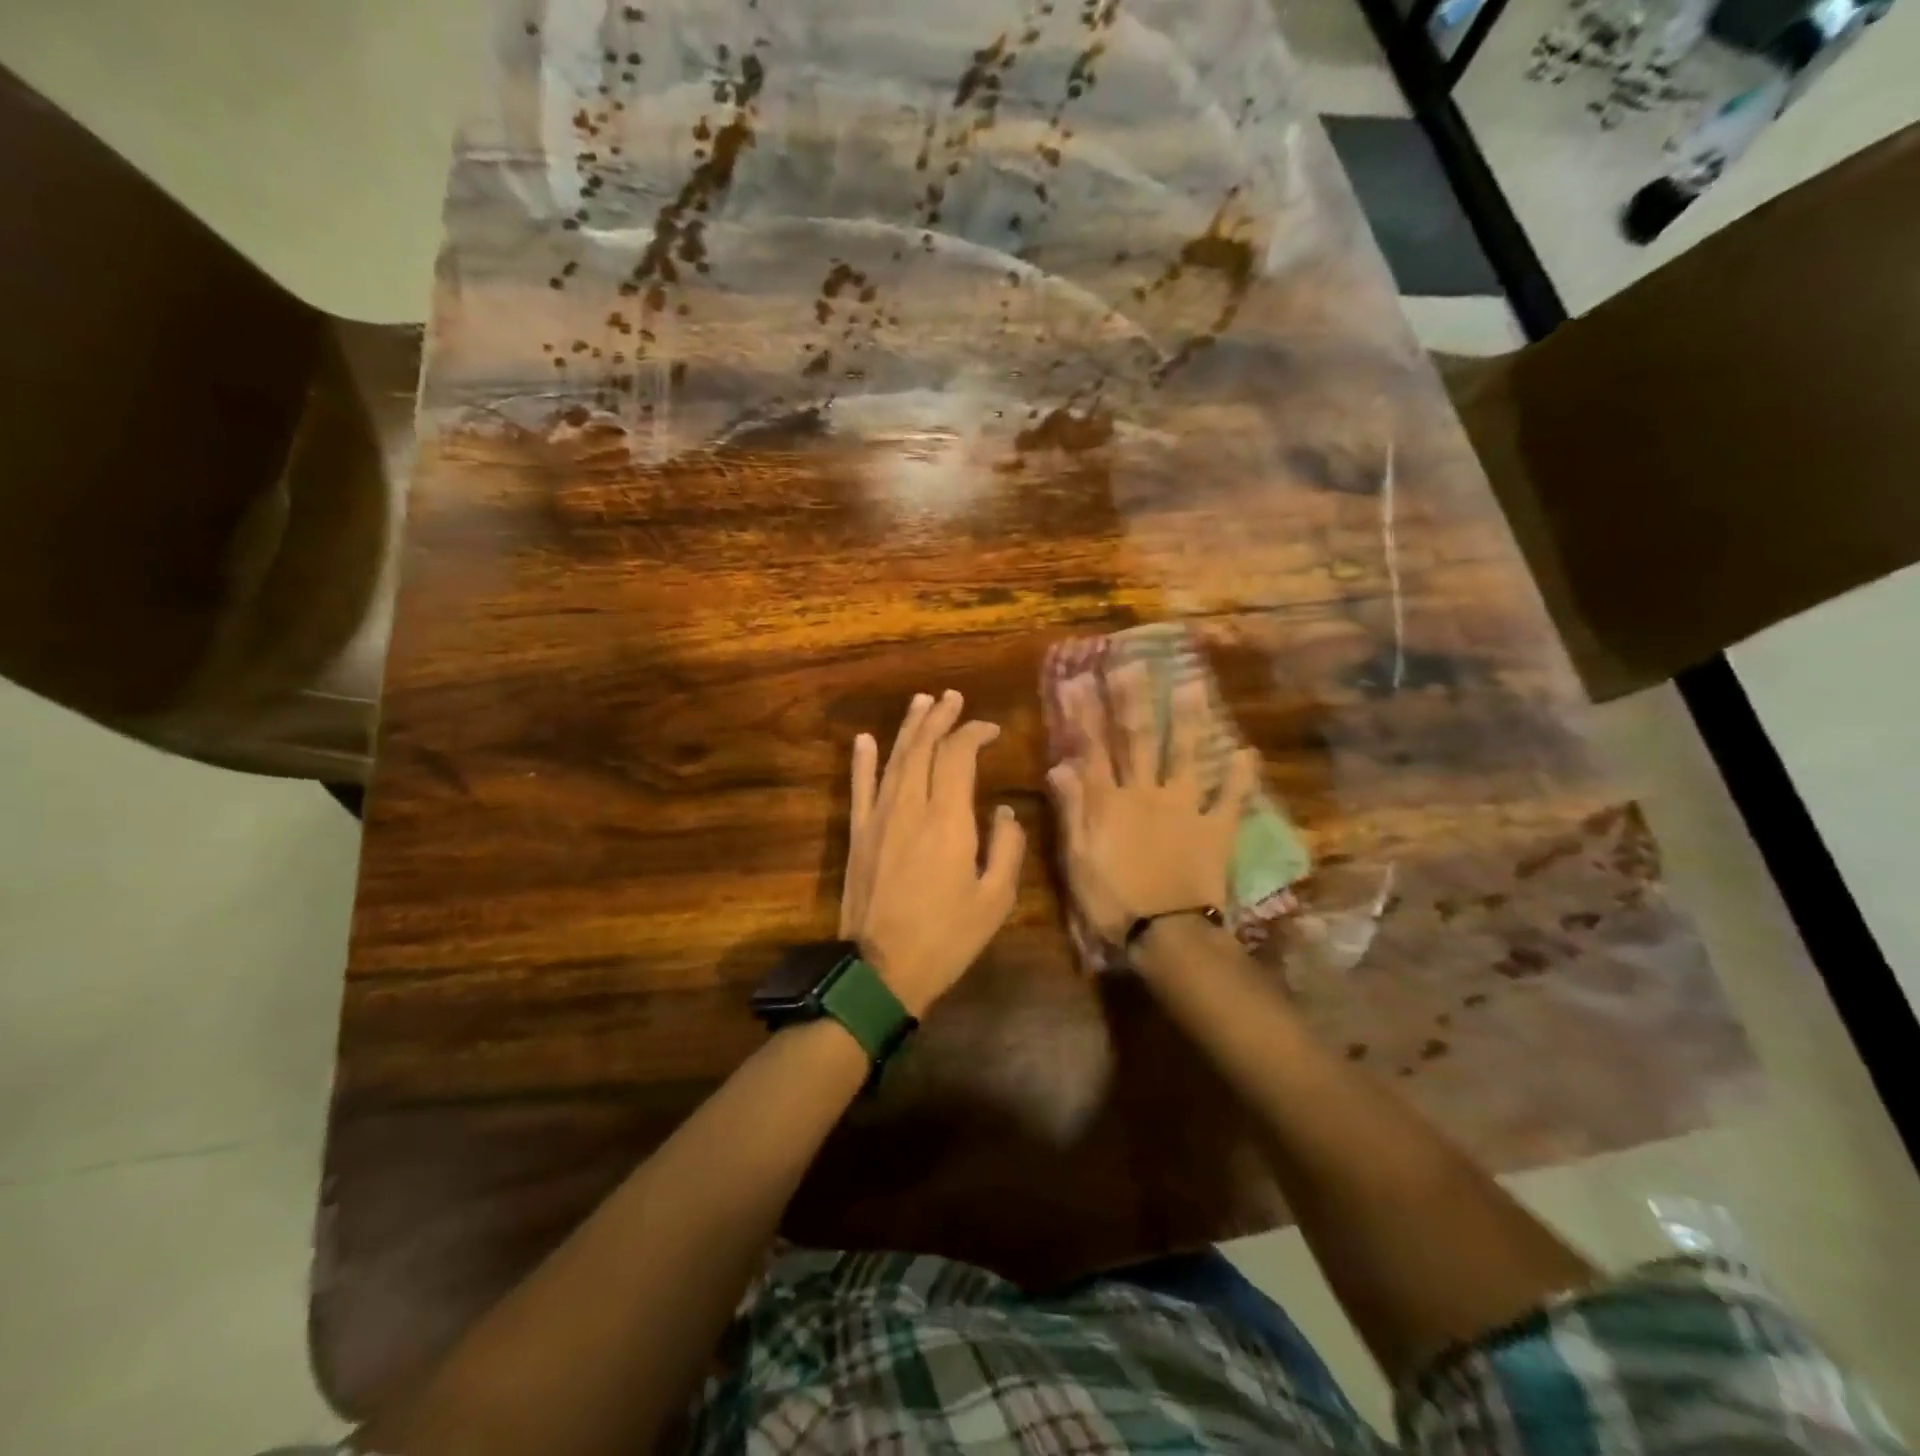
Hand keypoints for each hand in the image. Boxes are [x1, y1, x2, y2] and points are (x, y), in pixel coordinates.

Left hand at [839, 690, 1026, 1015]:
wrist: (880, 970)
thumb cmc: (946, 938)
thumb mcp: (995, 900)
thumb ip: (1006, 849)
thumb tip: (1003, 813)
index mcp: (948, 819)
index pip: (958, 756)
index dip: (974, 734)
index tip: (990, 730)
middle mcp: (910, 807)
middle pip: (923, 747)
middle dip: (939, 718)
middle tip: (952, 698)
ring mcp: (878, 818)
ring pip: (893, 759)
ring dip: (908, 728)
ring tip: (920, 702)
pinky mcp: (858, 835)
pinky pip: (859, 788)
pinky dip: (863, 761)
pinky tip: (865, 740)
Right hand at [1046, 662, 1257, 945]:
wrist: (1166, 934)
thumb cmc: (1112, 900)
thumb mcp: (1077, 859)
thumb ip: (1072, 810)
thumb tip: (1060, 766)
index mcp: (1110, 802)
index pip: (1093, 748)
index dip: (1084, 713)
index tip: (1079, 678)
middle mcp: (1147, 793)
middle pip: (1138, 740)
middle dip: (1133, 699)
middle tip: (1132, 663)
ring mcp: (1185, 808)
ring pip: (1186, 755)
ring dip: (1188, 719)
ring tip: (1191, 684)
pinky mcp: (1216, 829)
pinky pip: (1231, 798)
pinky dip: (1241, 776)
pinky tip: (1247, 751)